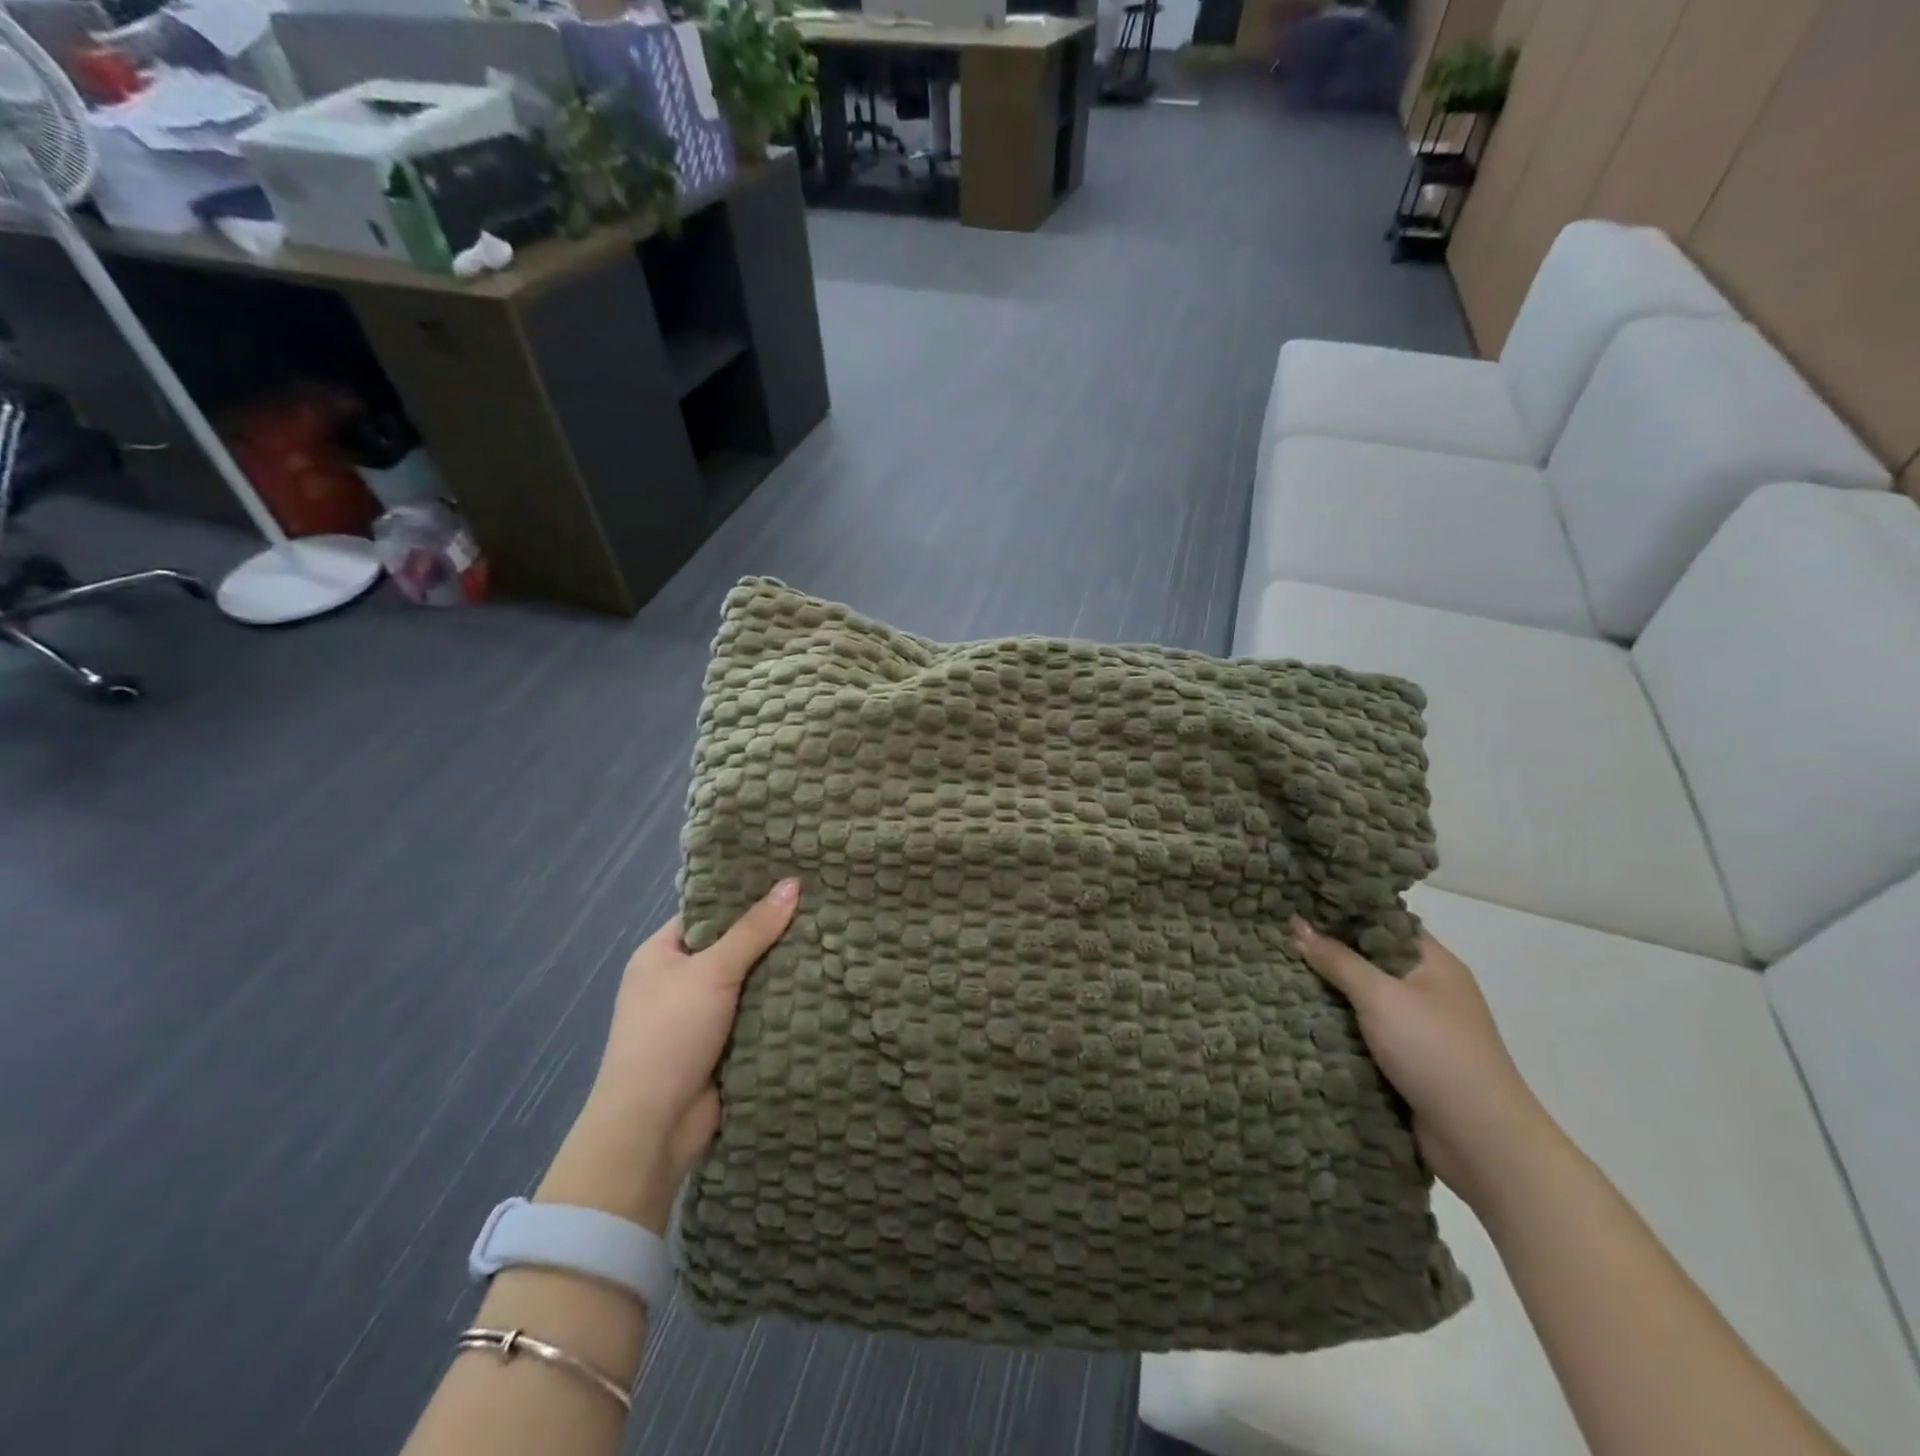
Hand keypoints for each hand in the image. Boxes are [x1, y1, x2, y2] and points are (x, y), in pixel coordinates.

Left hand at [538, 879, 799, 1231]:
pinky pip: (760, 1014)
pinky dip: (785, 1004)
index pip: (709, 912)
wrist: (652, 1127)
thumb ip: (754, 929)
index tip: (792, 877)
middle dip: (774, 933)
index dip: (746, 894)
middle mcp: (680, 981)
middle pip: (735, 946)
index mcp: (661, 954)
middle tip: (825, 905)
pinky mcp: (725, 1045)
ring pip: (752, 982)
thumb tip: (793, 882)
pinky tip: (825, 982)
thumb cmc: (670, 1034)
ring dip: (784, 971)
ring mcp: (703, 1016)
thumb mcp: (711, 971)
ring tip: (835, 937)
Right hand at [1290, 917, 1551, 1210]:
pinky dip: (1338, 1027)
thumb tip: (1295, 923)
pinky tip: (1300, 1018)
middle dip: (1328, 953)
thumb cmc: (1434, 1051)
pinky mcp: (1408, 1063)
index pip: (1384, 922)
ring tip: (1278, 974)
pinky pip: (1365, 1033)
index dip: (1344, 912)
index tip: (1299, 905)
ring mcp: (1420, 1029)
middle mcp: (1430, 990)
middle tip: (1278, 938)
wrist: (1480, 1140)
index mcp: (1434, 964)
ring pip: (1364, 999)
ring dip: (1329, 993)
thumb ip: (1336, 959)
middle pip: (1371, 960)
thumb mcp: (1380, 996)